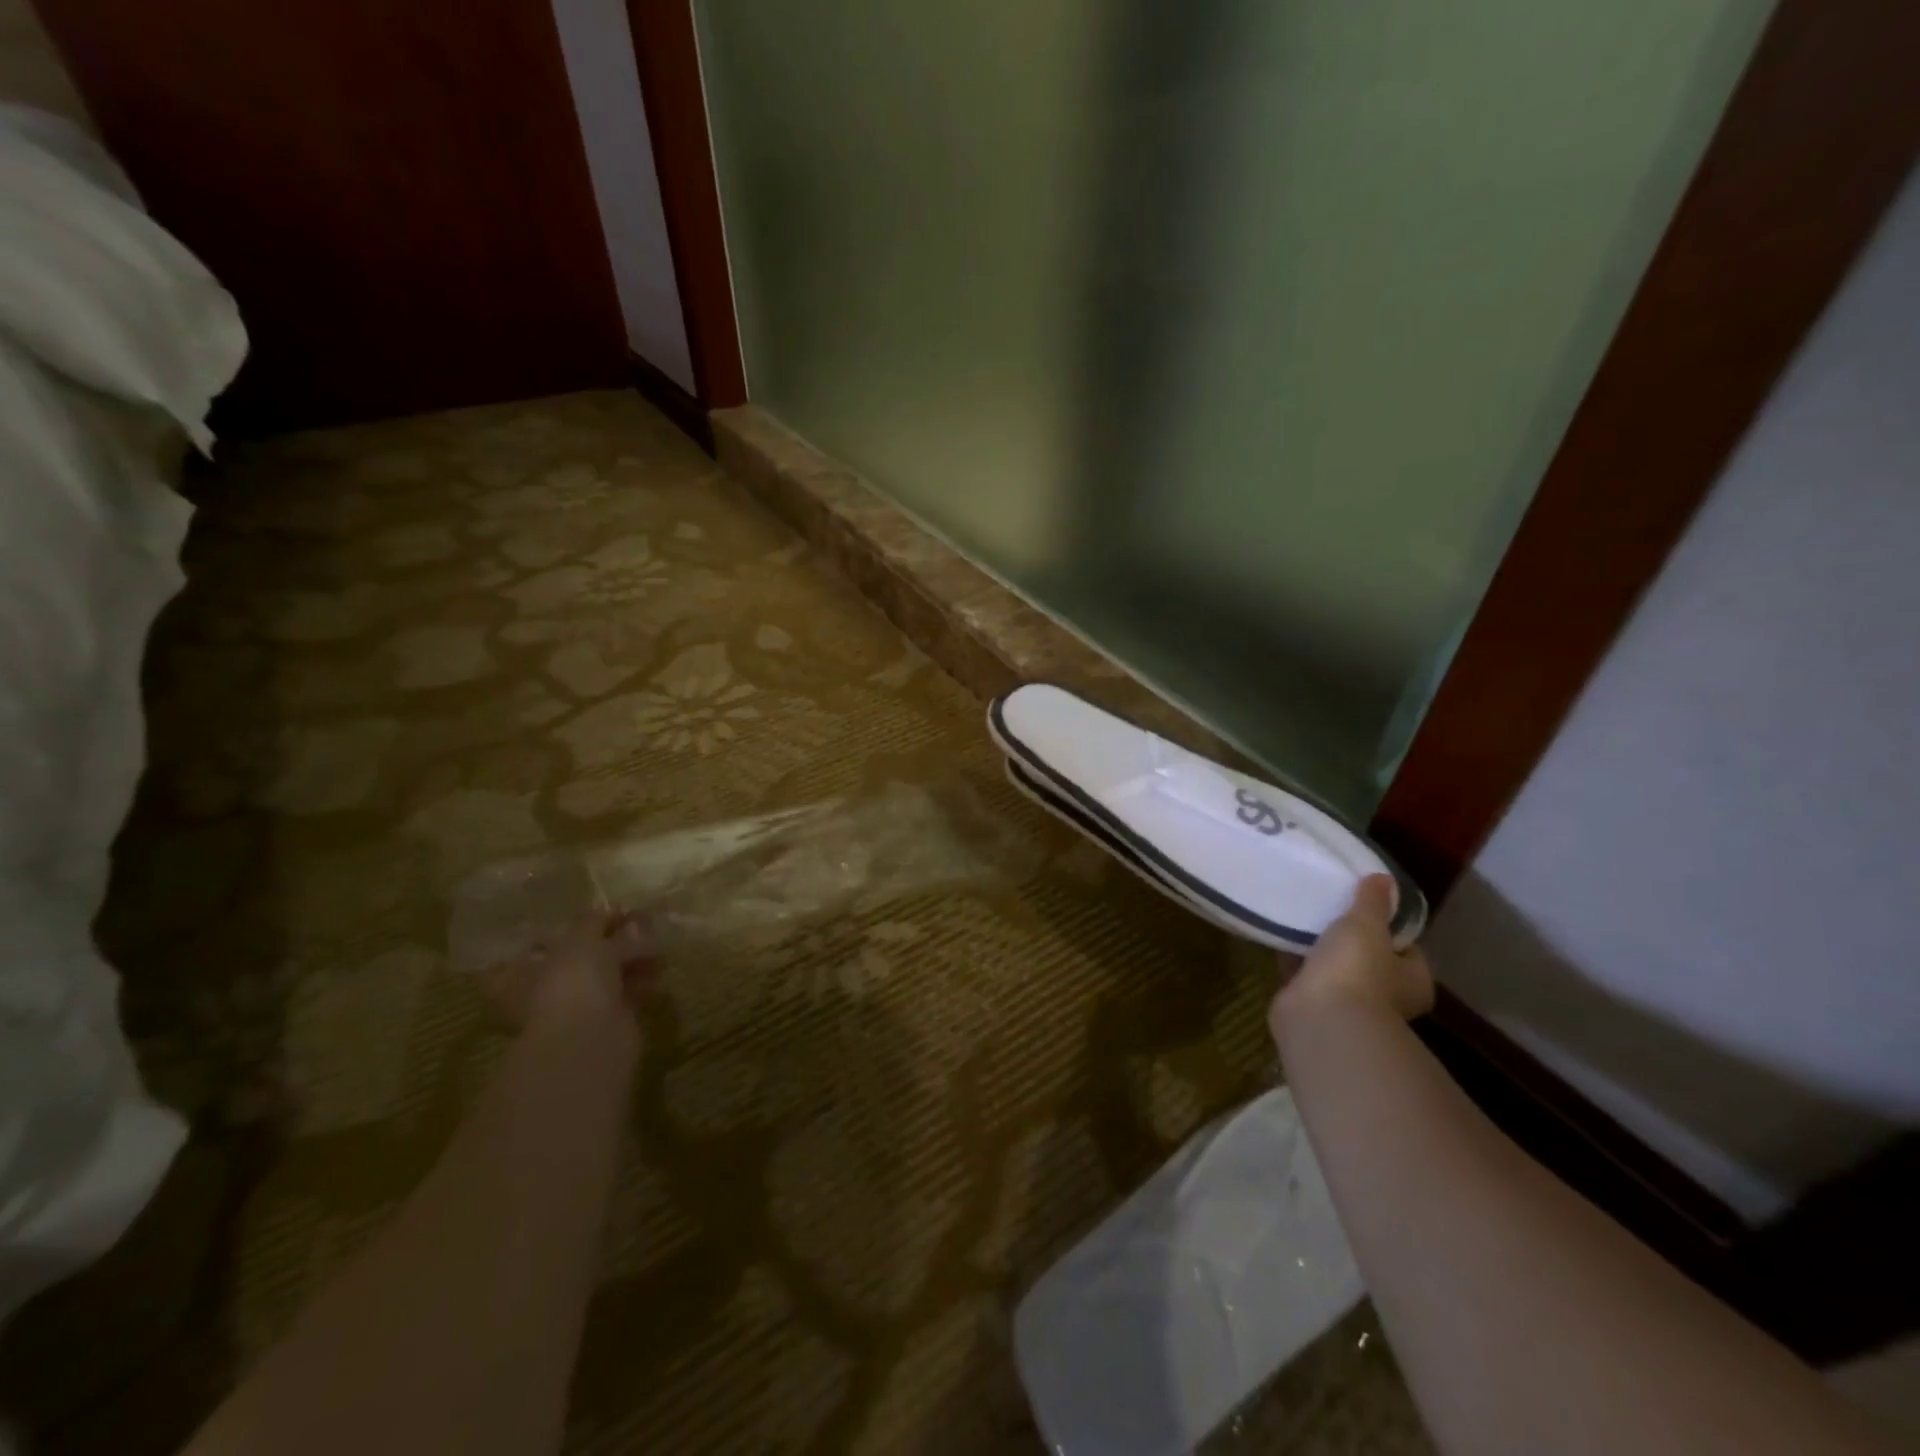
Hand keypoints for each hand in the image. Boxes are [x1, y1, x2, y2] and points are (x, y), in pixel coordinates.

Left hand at [482, 910, 656, 1036]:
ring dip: (634, 957)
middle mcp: (554, 986)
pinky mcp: (612, 1017)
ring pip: (611, 972)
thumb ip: (595, 921)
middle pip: (587, 955)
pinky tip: (658, 968)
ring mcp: (583, 1004)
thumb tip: (610, 909)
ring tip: (656, 943)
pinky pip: (629, 991)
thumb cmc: (575, 982)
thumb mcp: (582, 939)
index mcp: (533, 968)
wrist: (591, 1038)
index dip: (581, 926)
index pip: (551, 940)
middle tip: (642, 922)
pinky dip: (643, 979)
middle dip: (614, 938)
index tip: (611, 913)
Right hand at [1271, 874, 1433, 1042]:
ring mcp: (1348, 1004)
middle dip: (1350, 939)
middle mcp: (1386, 997)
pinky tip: (1280, 937)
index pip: (1407, 949)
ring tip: (1302, 918)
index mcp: (1413, 981)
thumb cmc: (1357, 969)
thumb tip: (1385, 879)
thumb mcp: (1366, 924)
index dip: (1389, 928)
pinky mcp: (1313, 1006)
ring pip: (1334, 969)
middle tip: (1330, 909)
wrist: (1320, 1018)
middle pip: (1369, 959)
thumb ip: (1373, 901)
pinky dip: (1294, 960)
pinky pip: (1304, 975)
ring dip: (1320, 949)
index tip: (1367, 906)